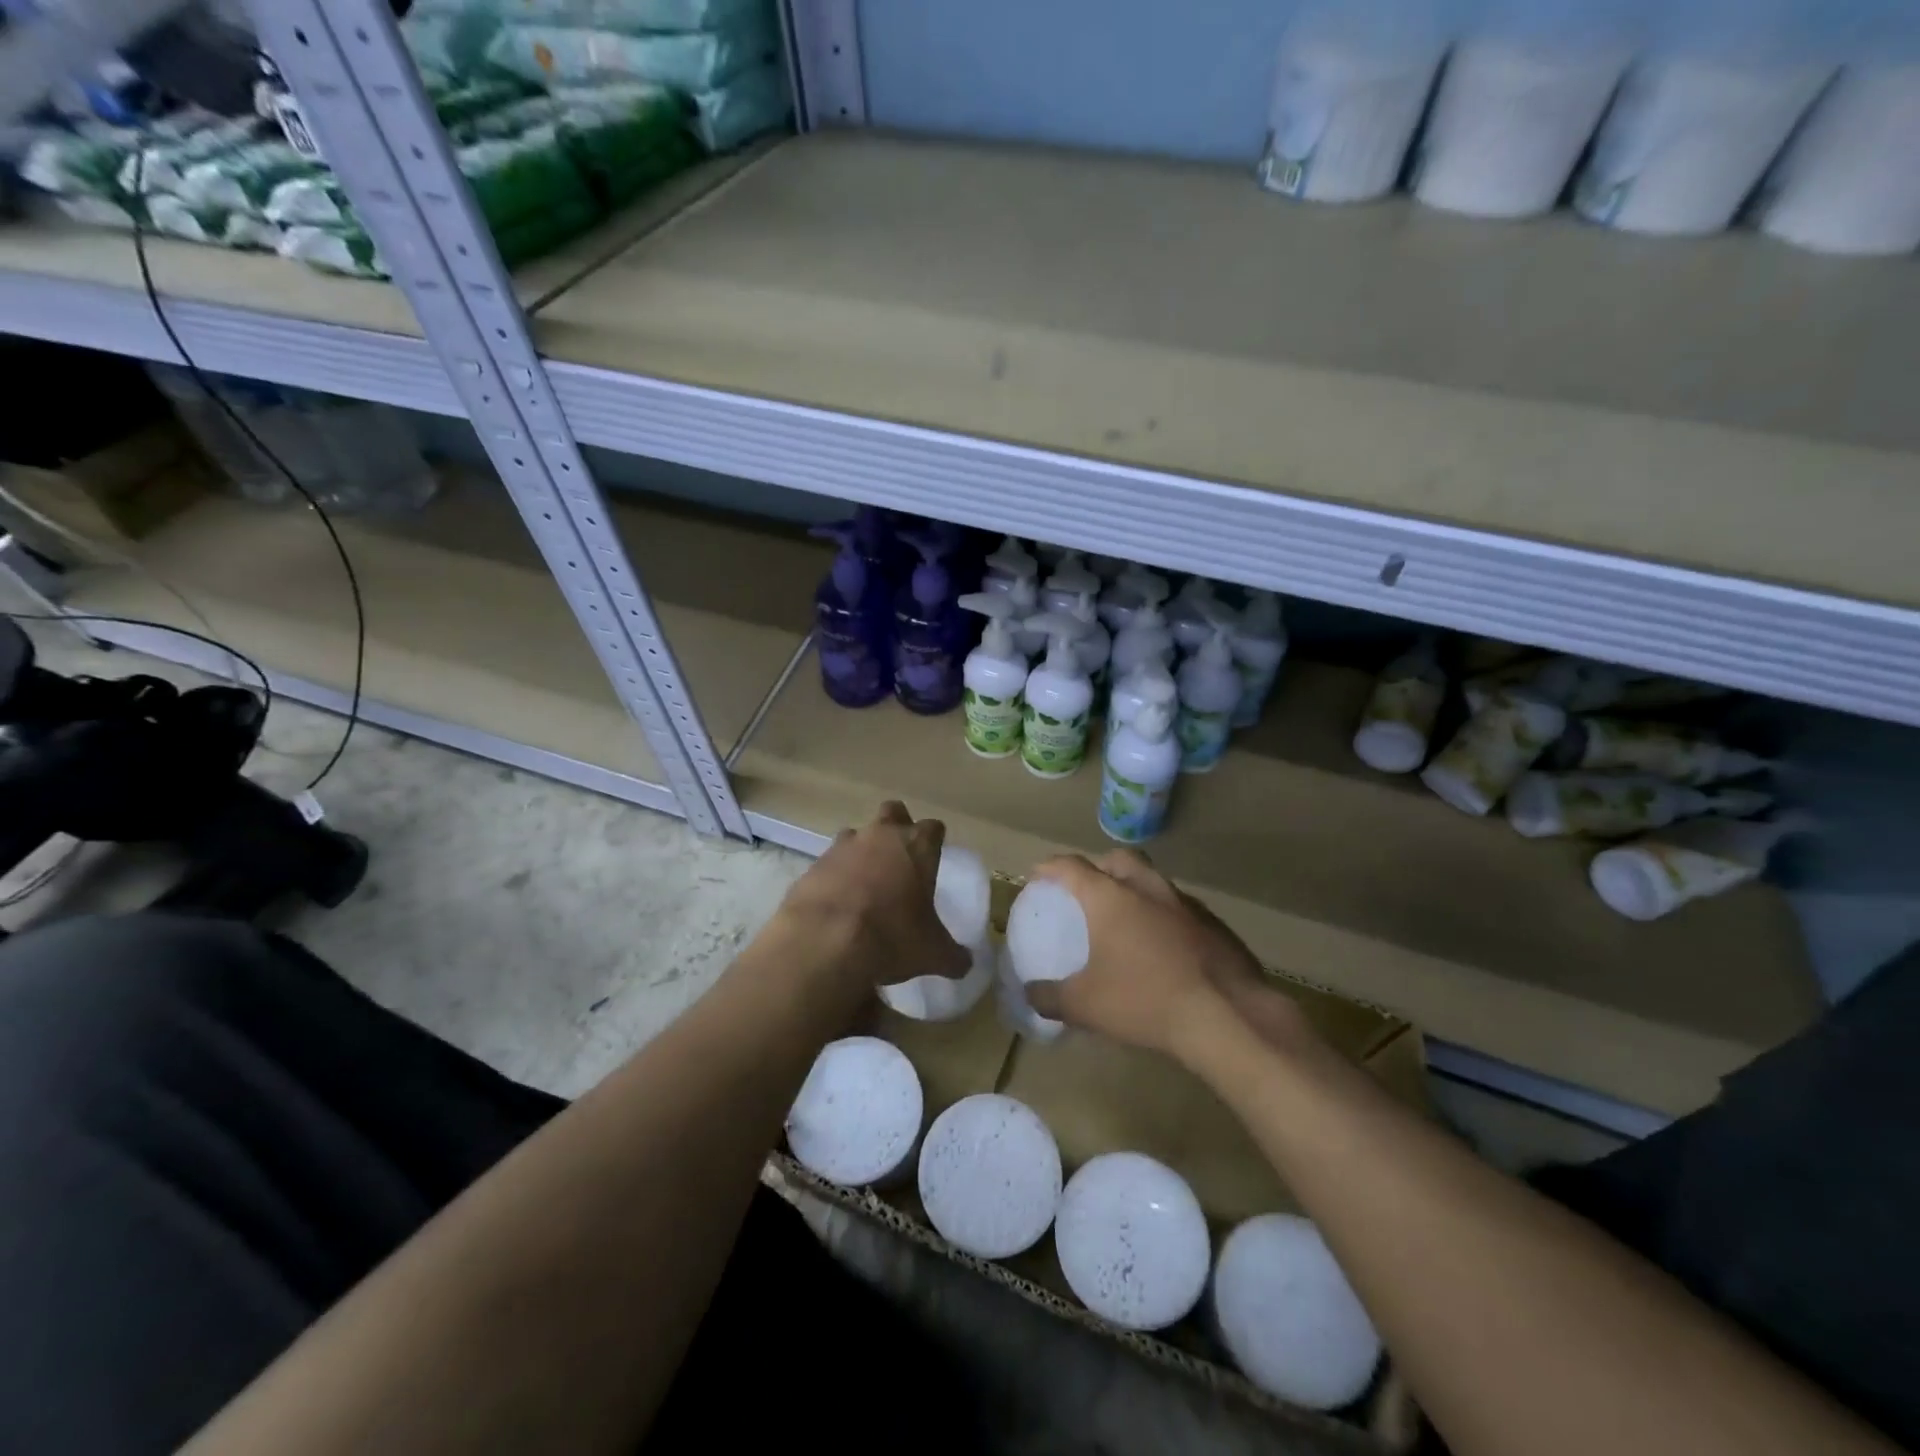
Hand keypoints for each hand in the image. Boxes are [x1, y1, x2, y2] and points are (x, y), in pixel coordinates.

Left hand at [774, 802, 969, 994]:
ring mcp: (843, 847)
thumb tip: (964, 963)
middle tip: (900, 857)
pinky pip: (829, 863)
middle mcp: (880, 836)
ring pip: (856, 834)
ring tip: (865, 884)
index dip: (934, 841)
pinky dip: (835, 877)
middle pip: (893, 812)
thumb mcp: (933, 953)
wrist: (825, 942)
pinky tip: (837, 904)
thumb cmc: (892, 937)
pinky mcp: (813, 866)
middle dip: (898, 827)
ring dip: (862, 851)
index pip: (934, 828)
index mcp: (916, 847)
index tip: (933, 857)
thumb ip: (953, 955)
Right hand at [1023, 850, 1309, 1062]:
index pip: (1072, 866)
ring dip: (1136, 890)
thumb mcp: (1085, 1006)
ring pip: (1154, 881)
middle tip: (1087, 889)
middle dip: (1099, 867)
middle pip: (1119, 859)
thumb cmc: (1145, 1001)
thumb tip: (1030, 994)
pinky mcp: (1214, 925)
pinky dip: (1164, 917)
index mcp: (1111, 897)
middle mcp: (1147, 888)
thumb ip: (1050, 997)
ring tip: (1126, 920)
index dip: (1050, 867)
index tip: (1037, 874)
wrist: (1228, 1015)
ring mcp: (1185, 904)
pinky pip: (1179, 908)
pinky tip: (1163, 948)